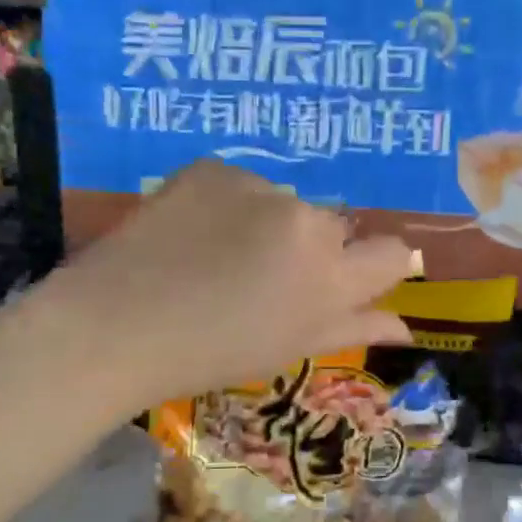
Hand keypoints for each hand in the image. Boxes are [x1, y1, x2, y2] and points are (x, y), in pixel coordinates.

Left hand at [39, 161, 418, 409]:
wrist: (116, 324)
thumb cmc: (208, 354)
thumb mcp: (288, 350)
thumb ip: (353, 328)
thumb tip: (405, 326)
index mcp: (330, 279)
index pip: (391, 254)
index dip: (374, 266)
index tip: (343, 279)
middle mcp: (306, 223)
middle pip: (333, 227)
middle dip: (310, 249)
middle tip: (261, 279)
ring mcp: (258, 189)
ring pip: (284, 203)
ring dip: (267, 225)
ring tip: (216, 257)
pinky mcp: (214, 167)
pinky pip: (240, 184)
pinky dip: (226, 205)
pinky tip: (191, 234)